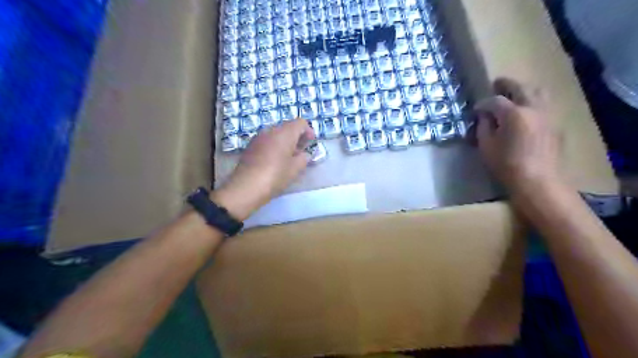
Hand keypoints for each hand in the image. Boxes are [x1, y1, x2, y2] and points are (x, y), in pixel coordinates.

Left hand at [211, 118, 315, 220]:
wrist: (246, 187)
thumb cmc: (276, 176)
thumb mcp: (295, 169)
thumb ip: (303, 158)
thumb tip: (303, 154)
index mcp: (285, 133)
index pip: (300, 123)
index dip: (308, 131)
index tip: (311, 143)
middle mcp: (271, 130)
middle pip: (287, 127)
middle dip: (296, 137)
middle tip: (301, 152)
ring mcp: (258, 138)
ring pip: (276, 134)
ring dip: (284, 142)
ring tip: (288, 158)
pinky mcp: (250, 146)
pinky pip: (266, 141)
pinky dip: (274, 147)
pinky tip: (274, 161)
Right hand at [476, 78, 559, 195]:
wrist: (538, 181)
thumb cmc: (506, 165)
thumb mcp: (487, 147)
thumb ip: (484, 128)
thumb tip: (485, 117)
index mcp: (514, 114)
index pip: (495, 100)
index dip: (483, 103)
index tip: (476, 109)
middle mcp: (533, 108)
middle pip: (520, 87)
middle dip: (506, 84)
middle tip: (496, 84)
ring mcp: (548, 114)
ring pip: (538, 92)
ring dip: (524, 89)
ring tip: (514, 93)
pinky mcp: (556, 124)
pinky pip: (545, 104)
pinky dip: (534, 101)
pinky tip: (527, 111)